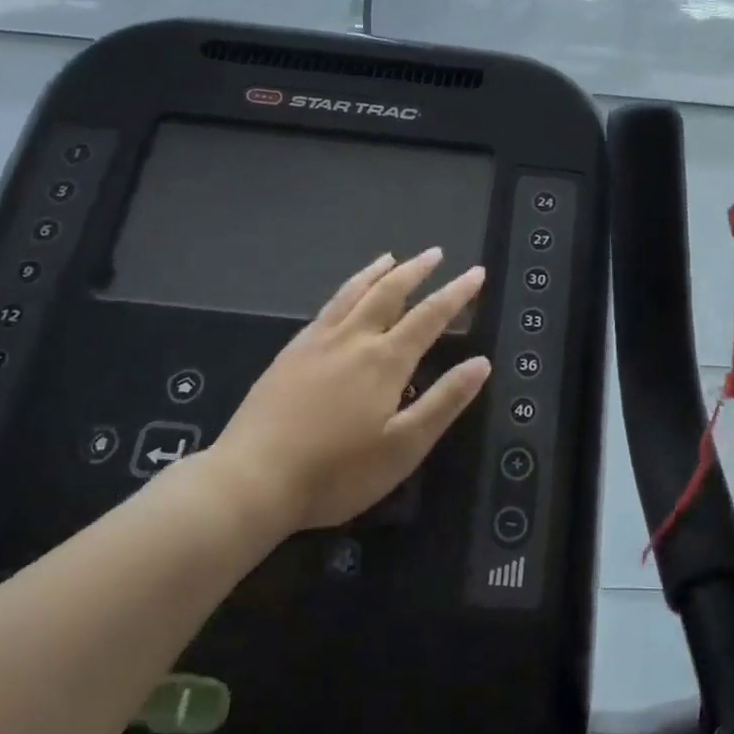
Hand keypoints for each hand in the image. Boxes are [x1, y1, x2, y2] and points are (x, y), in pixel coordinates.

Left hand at [195, 249, 490, 539]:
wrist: (252, 480)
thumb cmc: (338, 472)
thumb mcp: (404, 446)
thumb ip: (444, 401)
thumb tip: (481, 362)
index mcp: (385, 361)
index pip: (430, 316)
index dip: (457, 293)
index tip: (476, 272)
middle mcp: (353, 340)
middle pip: (389, 292)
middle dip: (416, 270)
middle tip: (435, 253)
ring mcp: (316, 344)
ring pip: (352, 294)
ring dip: (376, 272)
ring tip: (390, 258)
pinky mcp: (288, 355)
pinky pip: (325, 309)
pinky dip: (344, 292)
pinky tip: (343, 298)